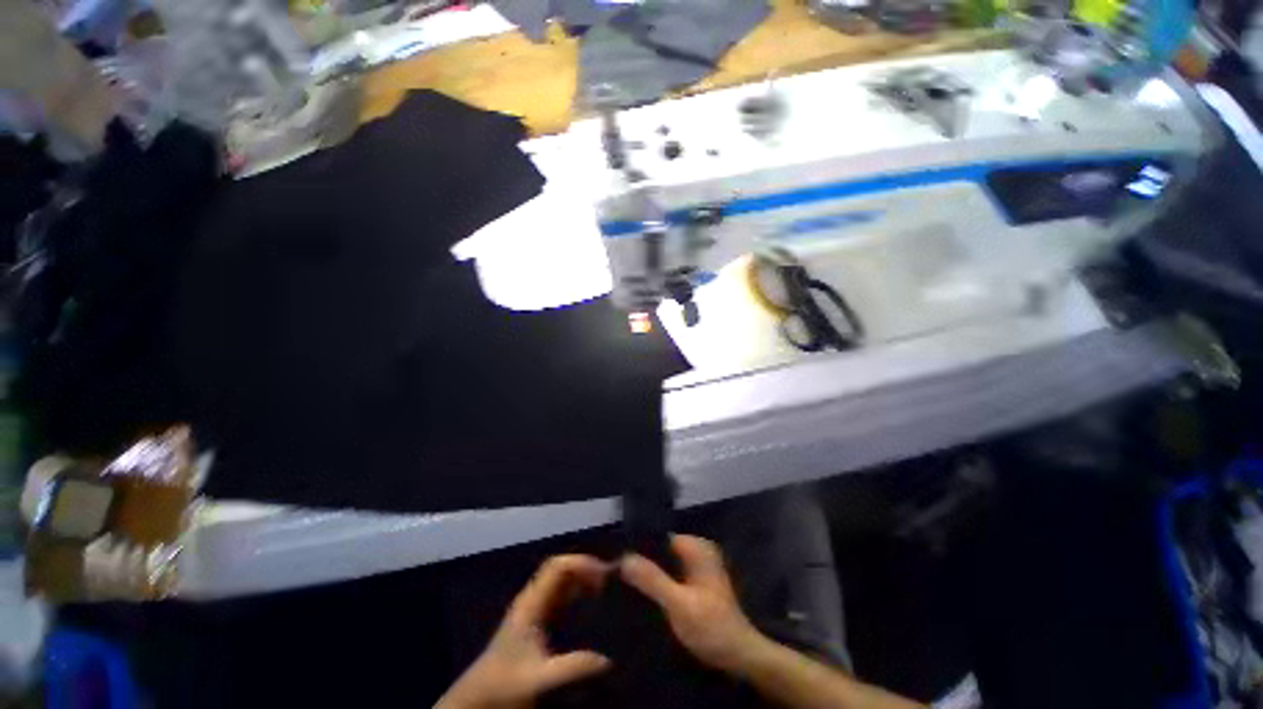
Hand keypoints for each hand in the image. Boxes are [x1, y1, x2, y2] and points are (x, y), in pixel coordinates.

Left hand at [436, 555, 613, 708]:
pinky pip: (561, 598)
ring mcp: (534, 611)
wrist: (477, 701)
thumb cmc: (504, 686)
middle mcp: (533, 600)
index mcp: (531, 603)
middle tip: (611, 582)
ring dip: (583, 581)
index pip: (557, 566)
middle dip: (585, 569)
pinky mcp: (537, 624)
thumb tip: (608, 659)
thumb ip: (571, 669)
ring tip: (607, 592)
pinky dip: (578, 595)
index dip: (581, 562)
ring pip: (562, 583)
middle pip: (561, 570)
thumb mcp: (538, 680)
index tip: (604, 574)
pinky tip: (592, 609)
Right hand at [620, 535, 771, 674]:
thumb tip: (623, 557)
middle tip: (613, 573)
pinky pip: (668, 575)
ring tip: (619, 582)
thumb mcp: (679, 604)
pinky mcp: (693, 583)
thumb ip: (652, 579)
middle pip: (660, 550)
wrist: (740, 658)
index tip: (612, 559)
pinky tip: (638, 594)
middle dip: (639, 561)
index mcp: (696, 546)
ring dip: (646, 574)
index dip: (636, 547)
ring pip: (662, 564)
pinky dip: (655, 583)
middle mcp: (696, 550)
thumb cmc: (712, 628)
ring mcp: (695, 566)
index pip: (658, 537)